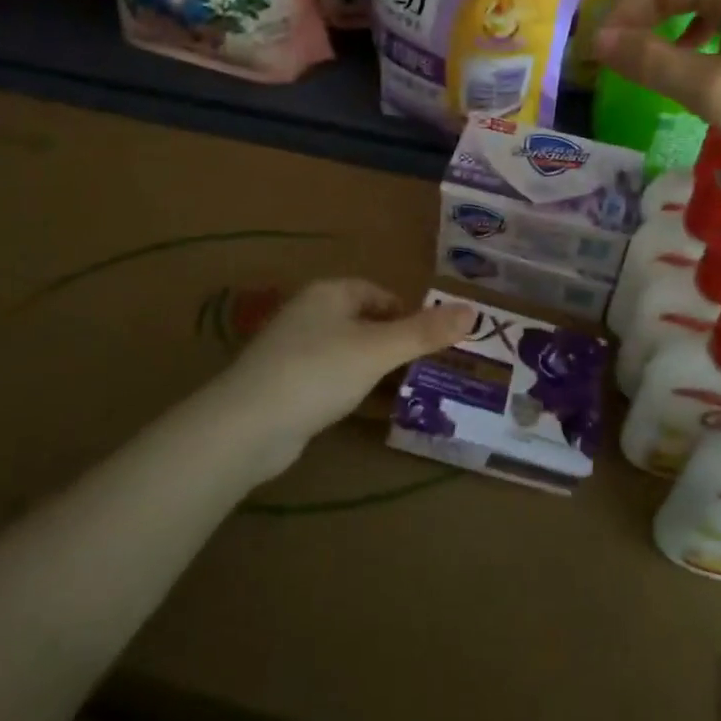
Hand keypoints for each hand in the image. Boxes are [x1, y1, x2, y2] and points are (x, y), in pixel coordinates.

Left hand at [208, 280, 474, 475]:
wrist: (247, 426)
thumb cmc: (318, 372)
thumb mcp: (379, 350)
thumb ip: (425, 332)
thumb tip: (473, 310)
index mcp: (330, 293)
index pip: (380, 294)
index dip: (408, 315)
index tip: (432, 344)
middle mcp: (310, 314)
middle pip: (365, 322)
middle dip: (395, 345)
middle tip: (426, 371)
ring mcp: (294, 350)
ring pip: (348, 353)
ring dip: (375, 370)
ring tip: (406, 392)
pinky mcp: (286, 385)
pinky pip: (330, 379)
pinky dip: (352, 390)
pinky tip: (367, 412)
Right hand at [592, 0, 720, 182]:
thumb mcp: (714, 91)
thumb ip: (651, 62)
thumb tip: (598, 41)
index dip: (619, 14)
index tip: (594, 54)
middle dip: (642, 19)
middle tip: (614, 59)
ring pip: (707, 0)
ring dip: (670, 28)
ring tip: (649, 64)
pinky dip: (703, 36)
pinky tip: (700, 65)